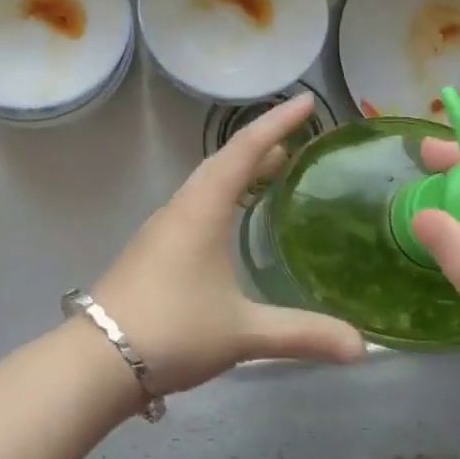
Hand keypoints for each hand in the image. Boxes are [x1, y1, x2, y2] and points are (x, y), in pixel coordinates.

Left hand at [91, 94, 367, 395]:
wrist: (98, 358)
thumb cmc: (173, 329)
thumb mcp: (242, 332)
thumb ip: (301, 334)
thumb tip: (362, 346)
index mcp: (203, 207)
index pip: (246, 148)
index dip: (278, 122)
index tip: (306, 100)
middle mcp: (183, 205)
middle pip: (226, 159)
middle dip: (263, 143)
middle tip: (298, 138)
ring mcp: (164, 224)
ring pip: (209, 180)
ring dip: (241, 168)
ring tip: (274, 170)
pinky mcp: (155, 246)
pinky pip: (198, 201)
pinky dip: (224, 192)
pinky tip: (233, 218)